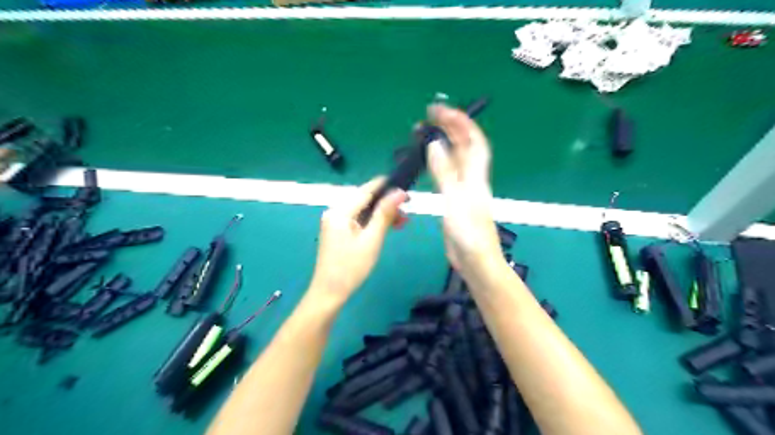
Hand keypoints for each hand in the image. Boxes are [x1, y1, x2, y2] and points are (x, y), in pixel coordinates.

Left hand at [310, 175, 407, 302]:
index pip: (366, 190)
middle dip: (387, 203)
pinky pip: (358, 220)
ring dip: (382, 214)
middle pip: (364, 200)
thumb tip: (399, 192)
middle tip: (408, 211)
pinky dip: (373, 222)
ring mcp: (335, 222)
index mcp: (340, 212)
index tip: (406, 187)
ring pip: (363, 210)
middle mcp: (335, 212)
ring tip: (402, 222)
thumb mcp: (372, 239)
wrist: (329, 293)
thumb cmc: (351, 267)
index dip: (386, 186)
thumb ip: (385, 213)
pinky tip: (387, 227)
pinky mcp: (338, 231)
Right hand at [427, 103, 499, 274]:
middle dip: (451, 127)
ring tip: (427, 132)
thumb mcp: (455, 199)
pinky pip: (448, 174)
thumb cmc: (469, 233)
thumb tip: (435, 144)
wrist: (475, 260)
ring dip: (444, 142)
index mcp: (476, 176)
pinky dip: (440, 161)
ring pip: (456, 159)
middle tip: (430, 115)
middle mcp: (472, 178)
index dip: (461, 122)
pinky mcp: (455, 200)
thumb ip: (445, 171)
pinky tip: (432, 159)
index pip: (473, 141)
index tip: (441, 110)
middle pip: (465, 146)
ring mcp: (464, 189)